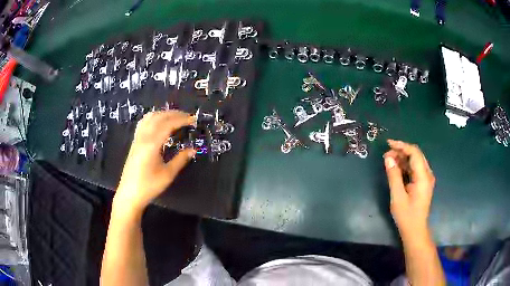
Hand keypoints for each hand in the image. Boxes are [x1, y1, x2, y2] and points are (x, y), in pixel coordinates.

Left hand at [115, 111, 196, 212]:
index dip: (182, 120)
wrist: (130, 194)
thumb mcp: (167, 174)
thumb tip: (193, 149)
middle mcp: (143, 137)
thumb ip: (180, 160)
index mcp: (152, 144)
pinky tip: (159, 123)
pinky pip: (143, 123)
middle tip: (188, 117)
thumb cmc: (149, 186)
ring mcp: (137, 138)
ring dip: (164, 114)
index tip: (193, 120)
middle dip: (174, 114)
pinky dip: (154, 118)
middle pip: (159, 117)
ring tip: (175, 117)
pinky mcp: (134, 142)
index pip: (168, 124)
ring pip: (150, 117)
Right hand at [383, 139, 435, 236]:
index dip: (402, 146)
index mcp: (423, 177)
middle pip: (416, 154)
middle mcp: (427, 174)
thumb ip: (394, 176)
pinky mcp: (424, 183)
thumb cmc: (407, 216)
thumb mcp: (398, 197)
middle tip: (386, 155)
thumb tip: (388, 158)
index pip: (414, 153)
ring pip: (415, 161)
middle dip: (401, 151)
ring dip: (403, 158)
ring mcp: (427, 178)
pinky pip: (415, 168)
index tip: (388, 144)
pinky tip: (397, 168)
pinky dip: (406, 165)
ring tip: (389, 161)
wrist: (415, 230)